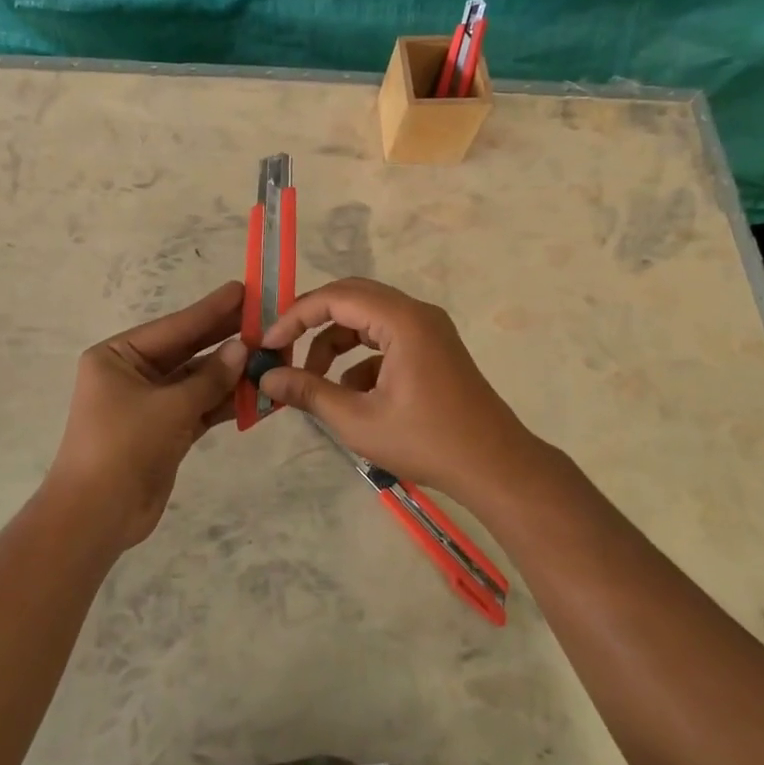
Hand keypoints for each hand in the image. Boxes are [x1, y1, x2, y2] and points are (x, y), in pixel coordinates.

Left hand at [47, 281, 247, 549]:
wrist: (96, 517)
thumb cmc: (123, 446)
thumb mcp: (169, 407)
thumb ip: (210, 377)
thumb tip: (243, 347)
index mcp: (118, 356)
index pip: (174, 327)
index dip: (211, 309)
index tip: (243, 290)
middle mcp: (132, 374)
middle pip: (188, 350)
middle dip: (226, 338)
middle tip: (265, 318)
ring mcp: (150, 404)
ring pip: (198, 380)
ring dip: (232, 373)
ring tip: (272, 355)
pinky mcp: (165, 431)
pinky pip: (201, 407)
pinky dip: (226, 402)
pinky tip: (260, 392)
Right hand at [259, 278, 543, 504]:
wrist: (495, 467)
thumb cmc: (427, 442)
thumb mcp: (358, 421)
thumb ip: (310, 393)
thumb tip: (268, 376)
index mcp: (401, 320)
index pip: (335, 298)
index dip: (296, 316)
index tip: (269, 344)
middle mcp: (416, 313)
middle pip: (351, 298)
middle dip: (313, 324)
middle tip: (284, 350)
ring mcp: (428, 329)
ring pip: (367, 320)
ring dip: (336, 344)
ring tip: (314, 383)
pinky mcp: (433, 349)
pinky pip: (386, 338)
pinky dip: (361, 359)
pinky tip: (351, 397)